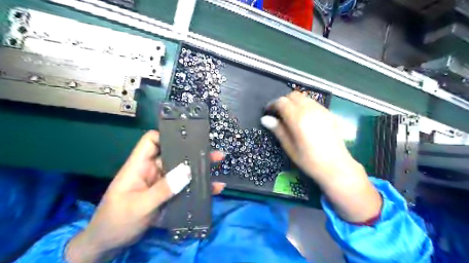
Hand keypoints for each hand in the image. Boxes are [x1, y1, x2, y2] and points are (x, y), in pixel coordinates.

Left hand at [65, 131, 224, 261]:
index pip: (151, 141)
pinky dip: (198, 187)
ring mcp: (161, 183)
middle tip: (214, 153)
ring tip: (218, 166)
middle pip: (174, 155)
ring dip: (199, 170)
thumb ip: (163, 189)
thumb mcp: (139, 206)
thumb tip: (188, 170)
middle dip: (193, 153)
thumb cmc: (116, 221)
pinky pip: (185, 187)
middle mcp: (152, 171)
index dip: (167, 135)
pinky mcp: (167, 195)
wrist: (109, 244)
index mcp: (139, 166)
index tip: (188, 137)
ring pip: (182, 171)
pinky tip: (214, 189)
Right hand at [262, 91, 381, 222]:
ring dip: (294, 102)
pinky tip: (303, 117)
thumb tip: (265, 119)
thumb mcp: (289, 147)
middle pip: (293, 95)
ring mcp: (321, 110)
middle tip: (278, 113)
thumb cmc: (309, 160)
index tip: (268, 112)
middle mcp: (309, 109)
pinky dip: (304, 105)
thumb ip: (278, 130)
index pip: (281, 102)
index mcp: (298, 118)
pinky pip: (312, 102)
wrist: (336, 166)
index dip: (272, 105)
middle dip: (283, 101)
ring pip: (303, 97)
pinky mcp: (328, 113)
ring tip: (290, 115)